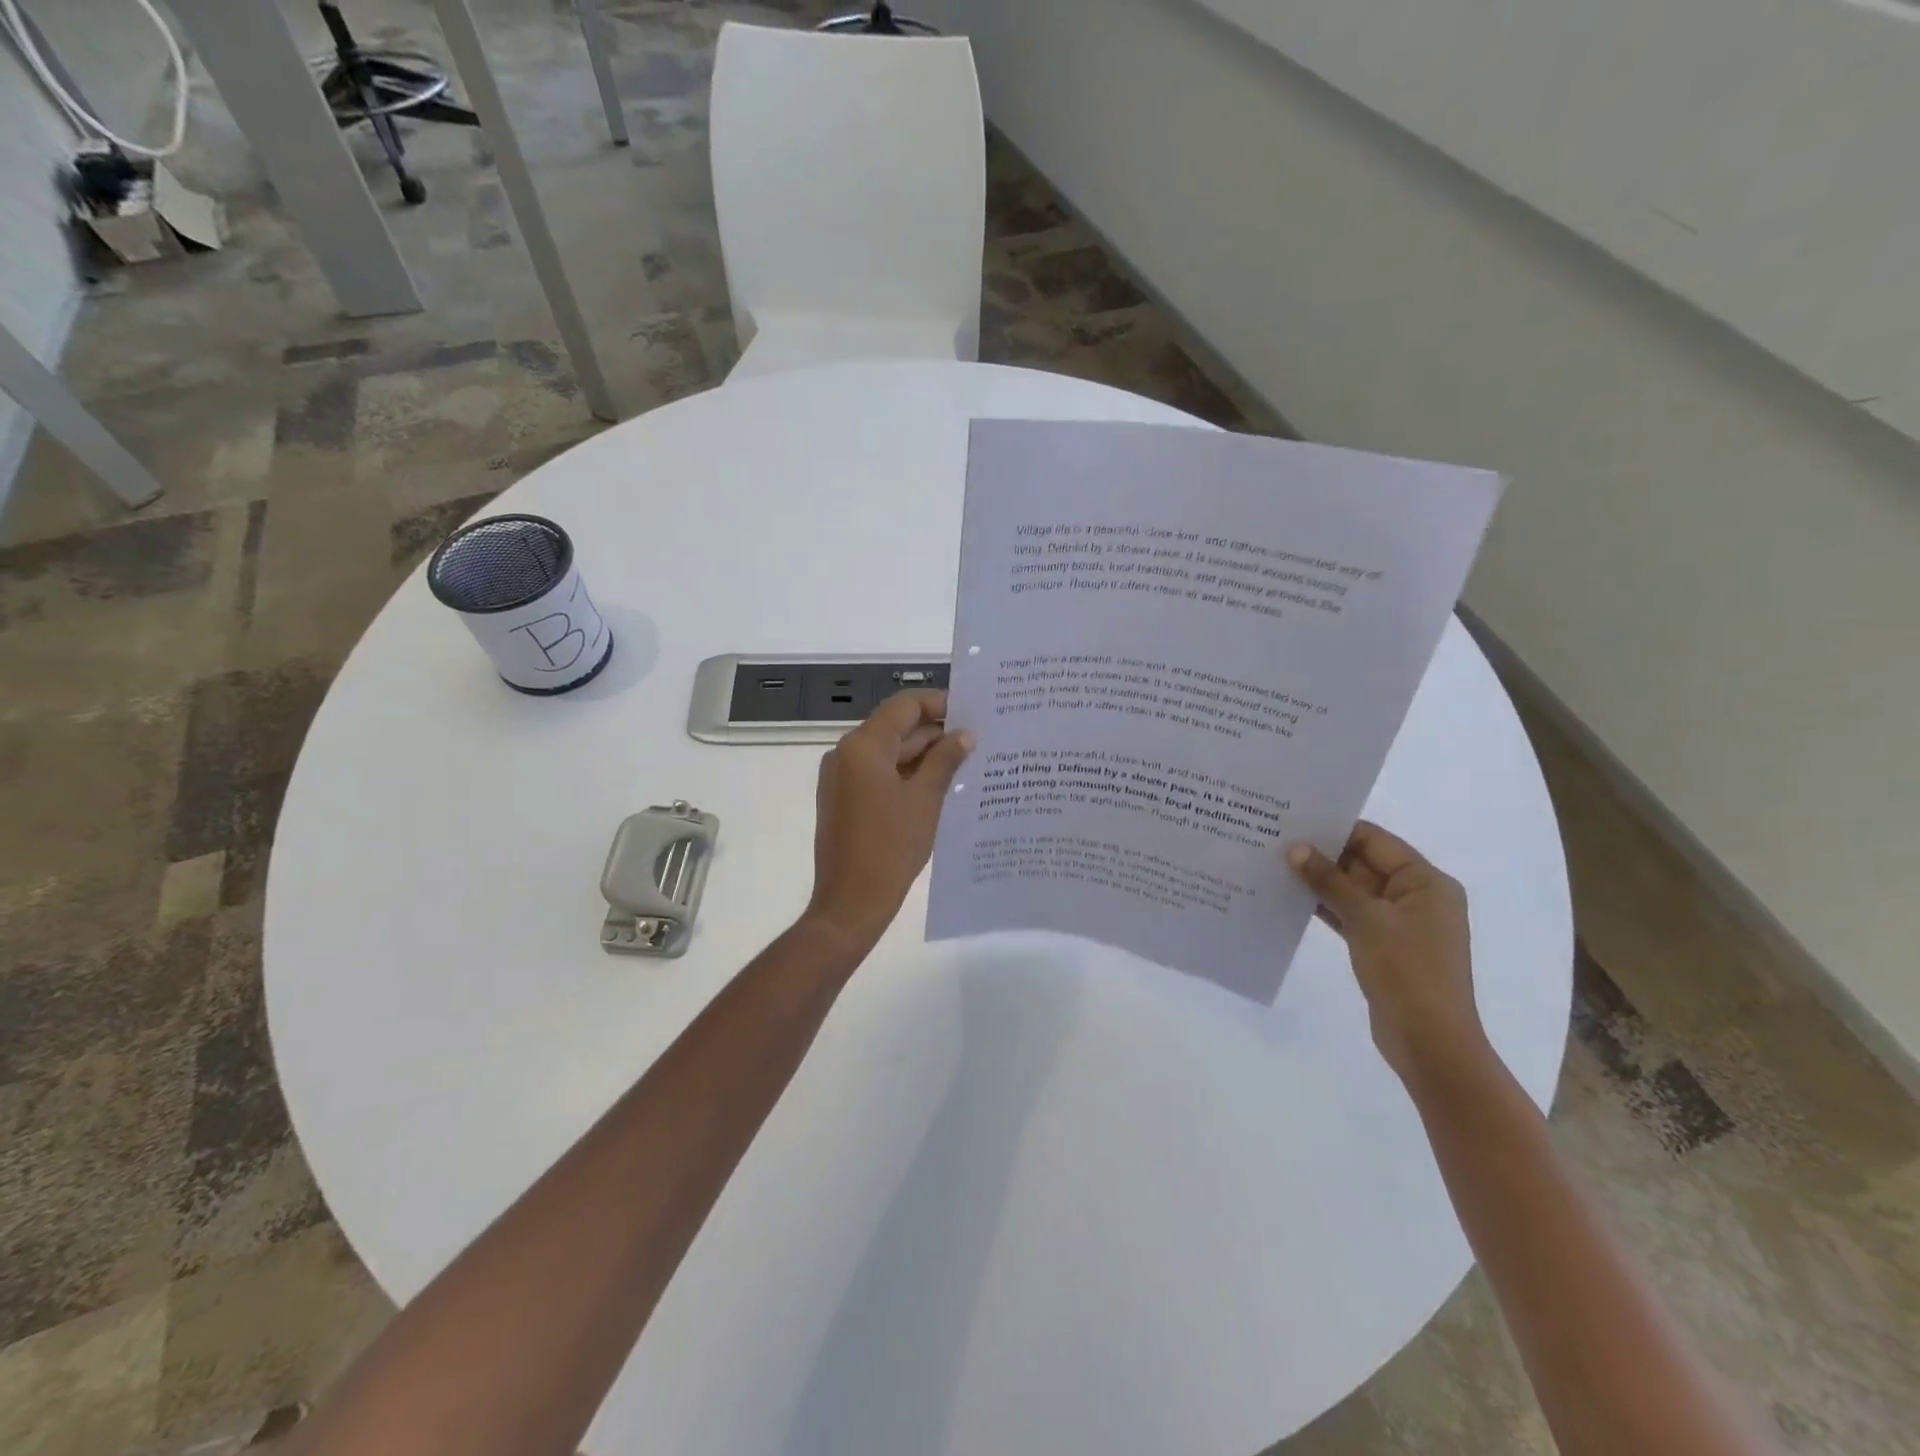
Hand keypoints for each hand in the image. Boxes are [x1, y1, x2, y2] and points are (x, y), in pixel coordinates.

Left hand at [805, 689, 973, 952]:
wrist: (850, 902)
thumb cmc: (891, 847)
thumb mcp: (925, 800)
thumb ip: (945, 760)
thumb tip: (964, 735)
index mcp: (863, 746)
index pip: (904, 706)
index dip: (938, 704)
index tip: (972, 712)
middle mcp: (846, 753)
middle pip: (896, 728)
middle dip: (935, 733)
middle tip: (978, 741)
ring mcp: (842, 777)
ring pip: (888, 752)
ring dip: (923, 756)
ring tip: (966, 764)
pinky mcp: (844, 798)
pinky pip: (878, 773)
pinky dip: (906, 774)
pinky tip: (940, 786)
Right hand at [1288, 822, 1490, 1087]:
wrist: (1429, 1042)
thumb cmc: (1407, 971)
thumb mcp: (1366, 919)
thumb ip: (1330, 881)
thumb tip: (1296, 849)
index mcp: (1426, 882)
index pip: (1375, 840)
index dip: (1335, 829)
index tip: (1293, 821)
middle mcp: (1417, 896)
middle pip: (1364, 863)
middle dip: (1323, 855)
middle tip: (1275, 841)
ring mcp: (1400, 923)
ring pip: (1353, 890)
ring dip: (1320, 882)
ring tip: (1274, 865)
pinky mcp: (1383, 946)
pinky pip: (1350, 915)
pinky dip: (1325, 907)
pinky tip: (1289, 898)